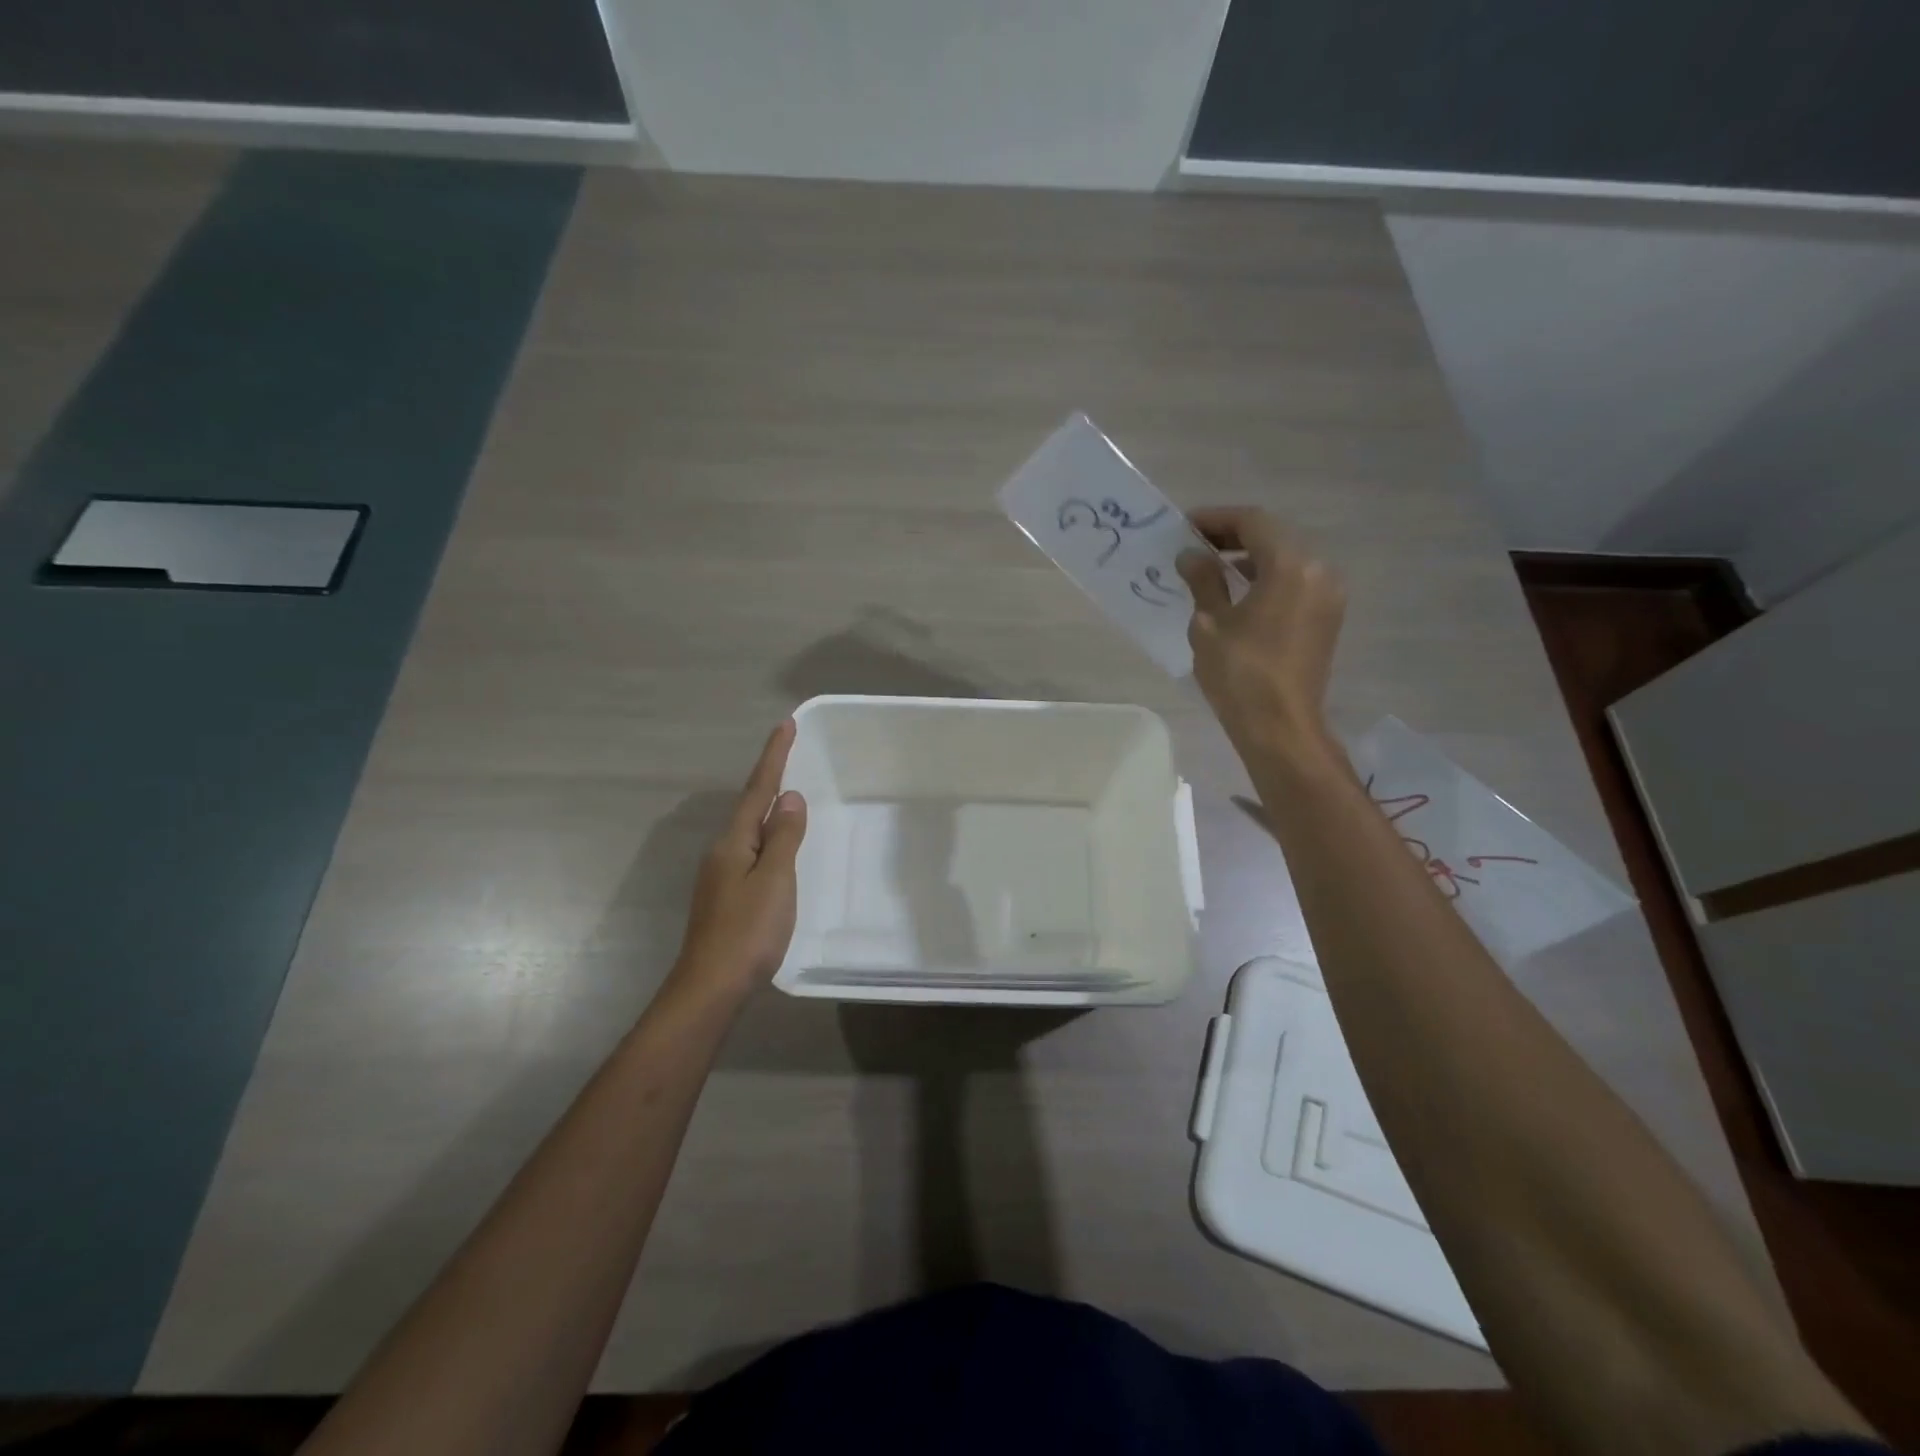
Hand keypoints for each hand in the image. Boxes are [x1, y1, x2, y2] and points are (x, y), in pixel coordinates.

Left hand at [671, 719, 808, 996]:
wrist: (711, 987)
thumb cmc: (747, 931)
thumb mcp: (774, 880)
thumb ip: (783, 837)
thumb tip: (789, 797)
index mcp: (734, 842)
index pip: (757, 789)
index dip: (773, 757)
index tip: (785, 725)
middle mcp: (723, 851)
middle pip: (749, 805)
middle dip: (769, 776)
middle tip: (790, 751)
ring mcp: (721, 875)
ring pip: (749, 829)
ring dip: (767, 806)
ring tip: (788, 792)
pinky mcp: (727, 896)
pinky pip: (752, 851)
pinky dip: (768, 836)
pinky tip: (777, 846)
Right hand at [1177, 507, 1345, 765]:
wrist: (1280, 727)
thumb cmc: (1240, 674)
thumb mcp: (1210, 623)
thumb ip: (1203, 581)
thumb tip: (1191, 555)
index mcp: (1290, 566)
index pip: (1253, 522)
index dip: (1217, 519)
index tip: (1184, 526)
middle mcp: (1318, 571)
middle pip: (1274, 537)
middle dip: (1233, 536)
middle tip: (1194, 545)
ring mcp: (1328, 595)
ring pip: (1286, 559)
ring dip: (1249, 557)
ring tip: (1211, 568)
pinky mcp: (1326, 618)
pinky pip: (1294, 582)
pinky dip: (1266, 578)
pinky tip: (1237, 592)